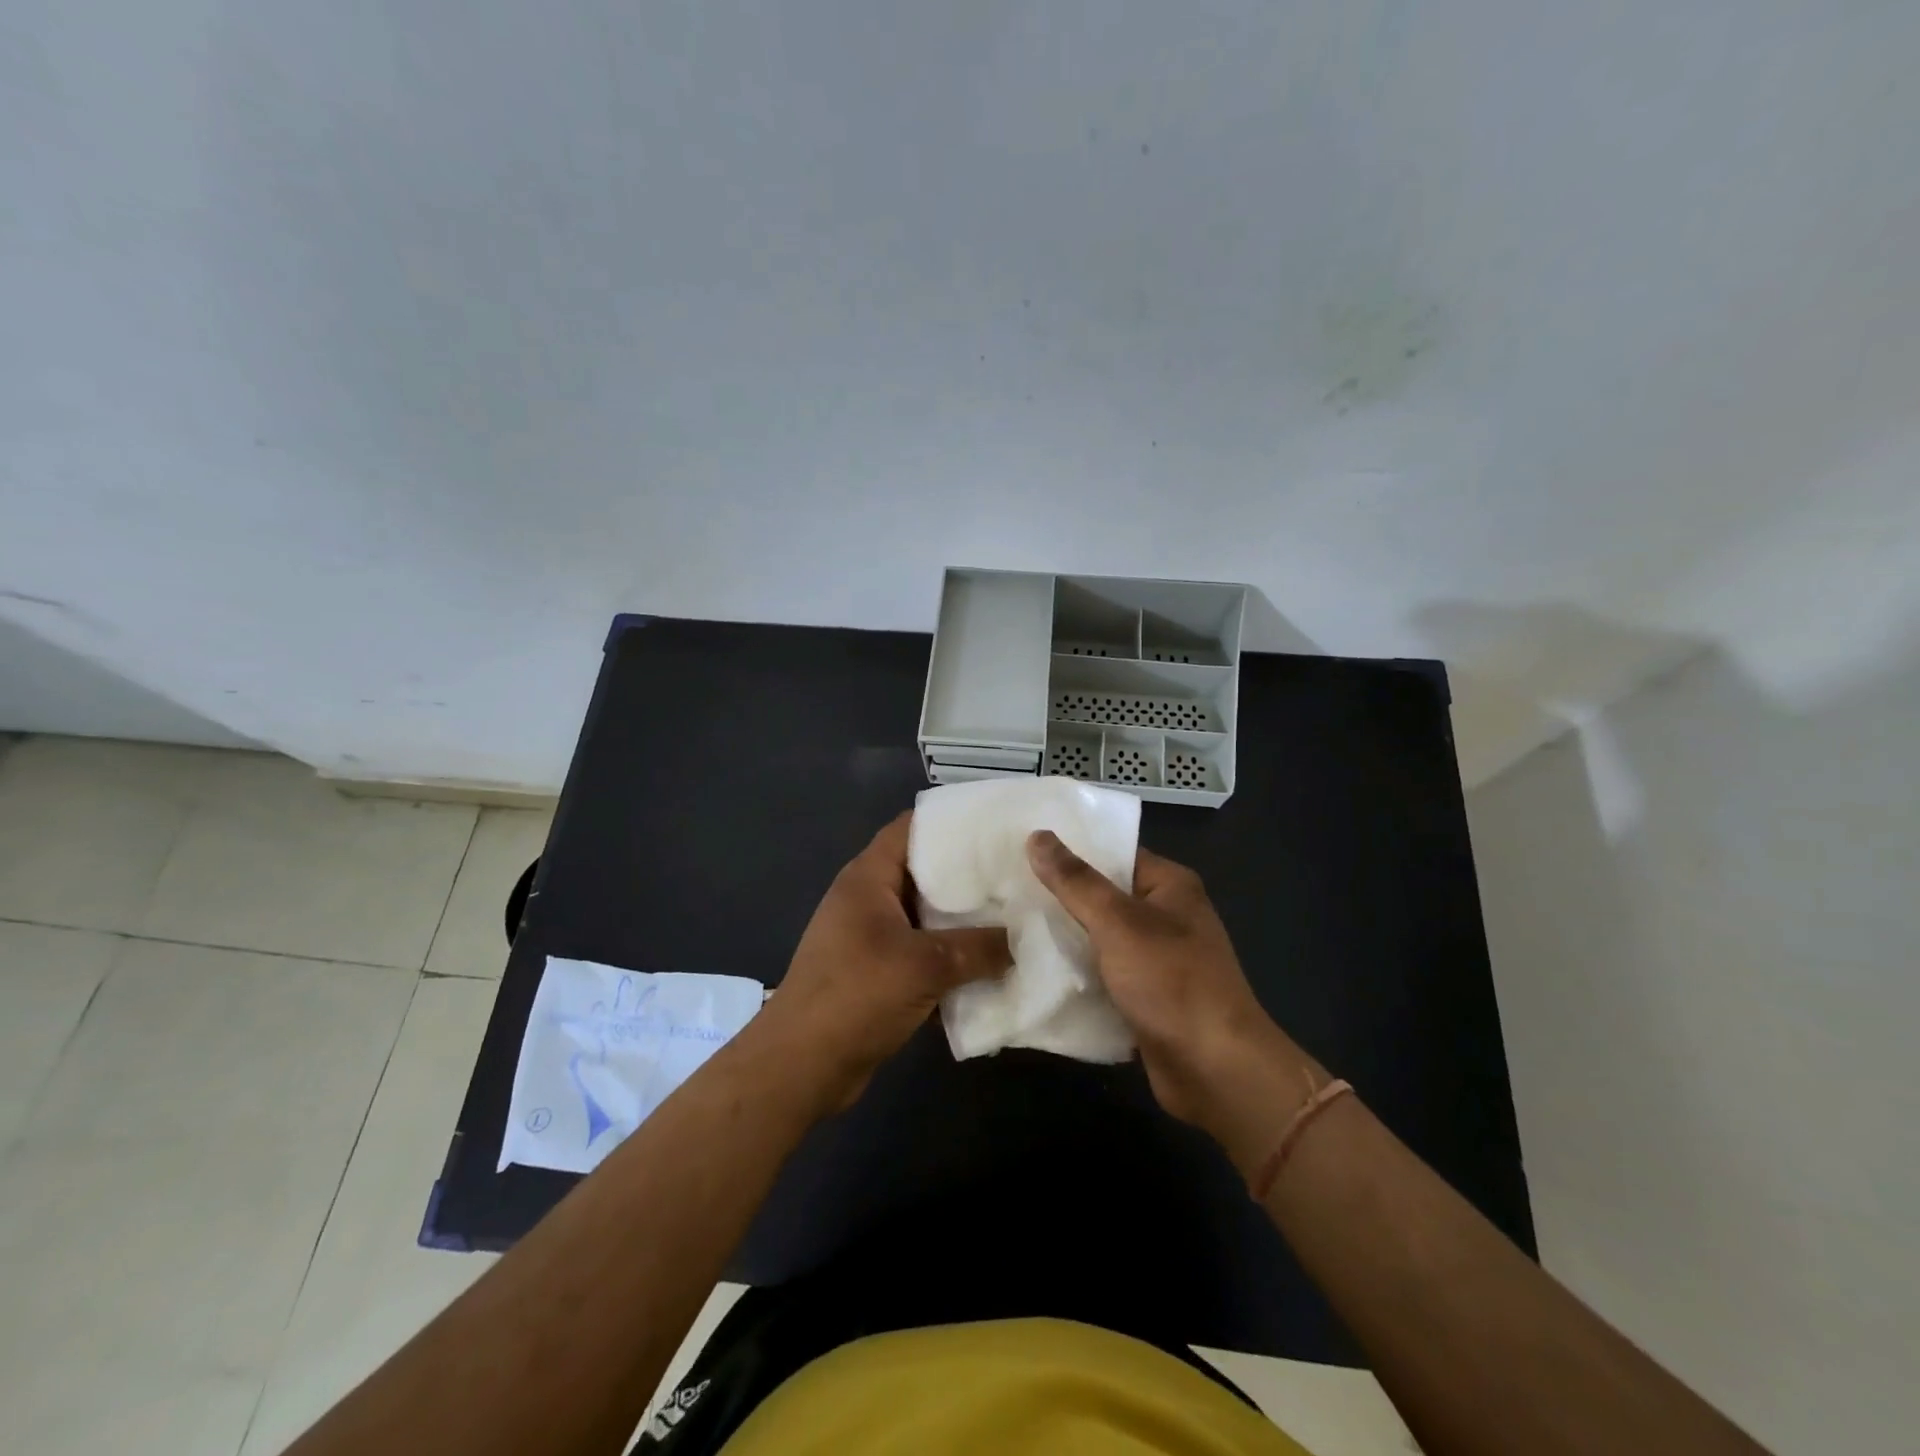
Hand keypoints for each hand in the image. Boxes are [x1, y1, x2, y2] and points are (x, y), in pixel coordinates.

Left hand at [750, 813, 1009, 1113]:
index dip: (953, 821)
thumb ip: (979, 947)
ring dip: (963, 922)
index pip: (912, 827)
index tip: (998, 826)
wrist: (801, 1067)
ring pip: (926, 917)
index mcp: (868, 878)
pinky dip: (950, 958)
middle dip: (969, 875)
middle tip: (1018, 874)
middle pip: (925, 872)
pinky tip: (990, 965)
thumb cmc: (856, 995)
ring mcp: (871, 937)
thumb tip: (1021, 939)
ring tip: (1014, 917)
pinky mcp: (877, 973)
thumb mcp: (925, 965)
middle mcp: (868, 899)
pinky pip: (922, 953)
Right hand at [1026, 830, 1316, 1158]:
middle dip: (1059, 895)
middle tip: (1004, 886)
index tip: (1021, 847)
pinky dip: (1076, 972)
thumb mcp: (1118, 923)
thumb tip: (1037, 835)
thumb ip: (1076, 882)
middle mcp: (1167, 916)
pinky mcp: (1146, 997)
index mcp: (1170, 886)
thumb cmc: (1172, 982)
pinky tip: (1033, 967)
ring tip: (1008, 921)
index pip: (1113, 853)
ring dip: (1063, 936)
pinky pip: (1103, 973)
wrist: (1216, 1071)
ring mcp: (1157, 959)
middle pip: (1103, 896)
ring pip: (1100, 937)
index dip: (1070, 850)